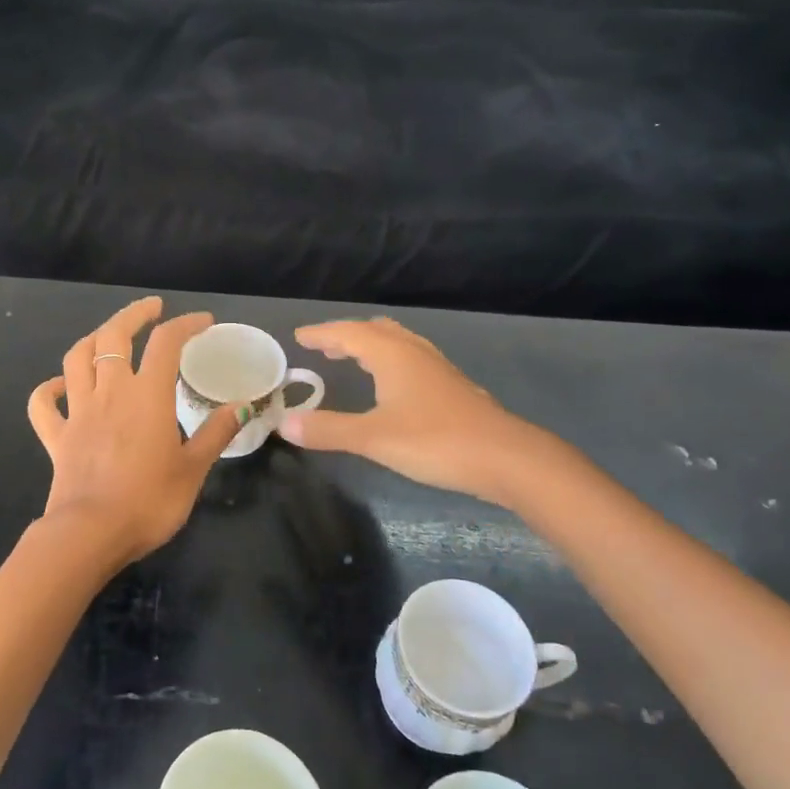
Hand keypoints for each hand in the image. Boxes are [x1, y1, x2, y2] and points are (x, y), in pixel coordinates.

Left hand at [27, 297, 243, 569]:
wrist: (90, 534)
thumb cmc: (149, 501)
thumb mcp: (193, 468)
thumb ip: (216, 433)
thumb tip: (242, 407)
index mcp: (147, 395)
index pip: (166, 342)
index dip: (186, 324)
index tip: (203, 322)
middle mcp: (109, 392)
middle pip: (113, 336)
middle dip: (134, 315)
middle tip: (152, 308)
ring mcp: (78, 412)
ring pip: (76, 358)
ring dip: (93, 340)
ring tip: (108, 337)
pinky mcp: (56, 437)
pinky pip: (43, 404)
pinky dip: (50, 389)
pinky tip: (62, 386)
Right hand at [279, 317, 540, 505]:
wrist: (505, 457)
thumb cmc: (435, 441)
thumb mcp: (374, 438)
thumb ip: (328, 430)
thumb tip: (284, 423)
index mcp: (392, 355)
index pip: (348, 333)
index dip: (322, 333)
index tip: (300, 336)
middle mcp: (414, 353)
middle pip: (375, 331)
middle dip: (347, 336)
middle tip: (324, 347)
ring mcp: (438, 368)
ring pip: (398, 343)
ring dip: (371, 346)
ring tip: (353, 358)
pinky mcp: (452, 386)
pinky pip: (412, 359)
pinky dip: (391, 360)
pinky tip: (394, 385)